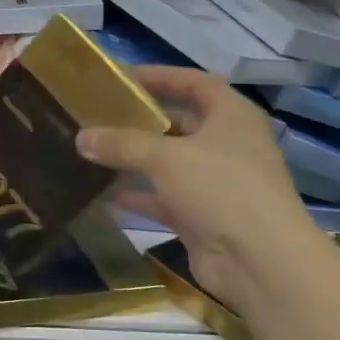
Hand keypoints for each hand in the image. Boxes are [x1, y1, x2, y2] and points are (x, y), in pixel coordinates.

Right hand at [76, 66, 323, 308]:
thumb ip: (122, 144)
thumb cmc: (220, 190)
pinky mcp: (204, 216)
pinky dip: (140, 195)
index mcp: (232, 117)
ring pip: (170, 163)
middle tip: (100, 115)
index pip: (196, 83)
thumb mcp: (166, 158)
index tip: (123, 78)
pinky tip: (106, 194)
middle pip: (181, 123)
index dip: (162, 76)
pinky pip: (165, 198)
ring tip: (95, 151)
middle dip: (142, 120)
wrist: (259, 262)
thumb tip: (80, 137)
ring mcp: (217, 183)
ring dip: (136, 159)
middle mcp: (227, 145)